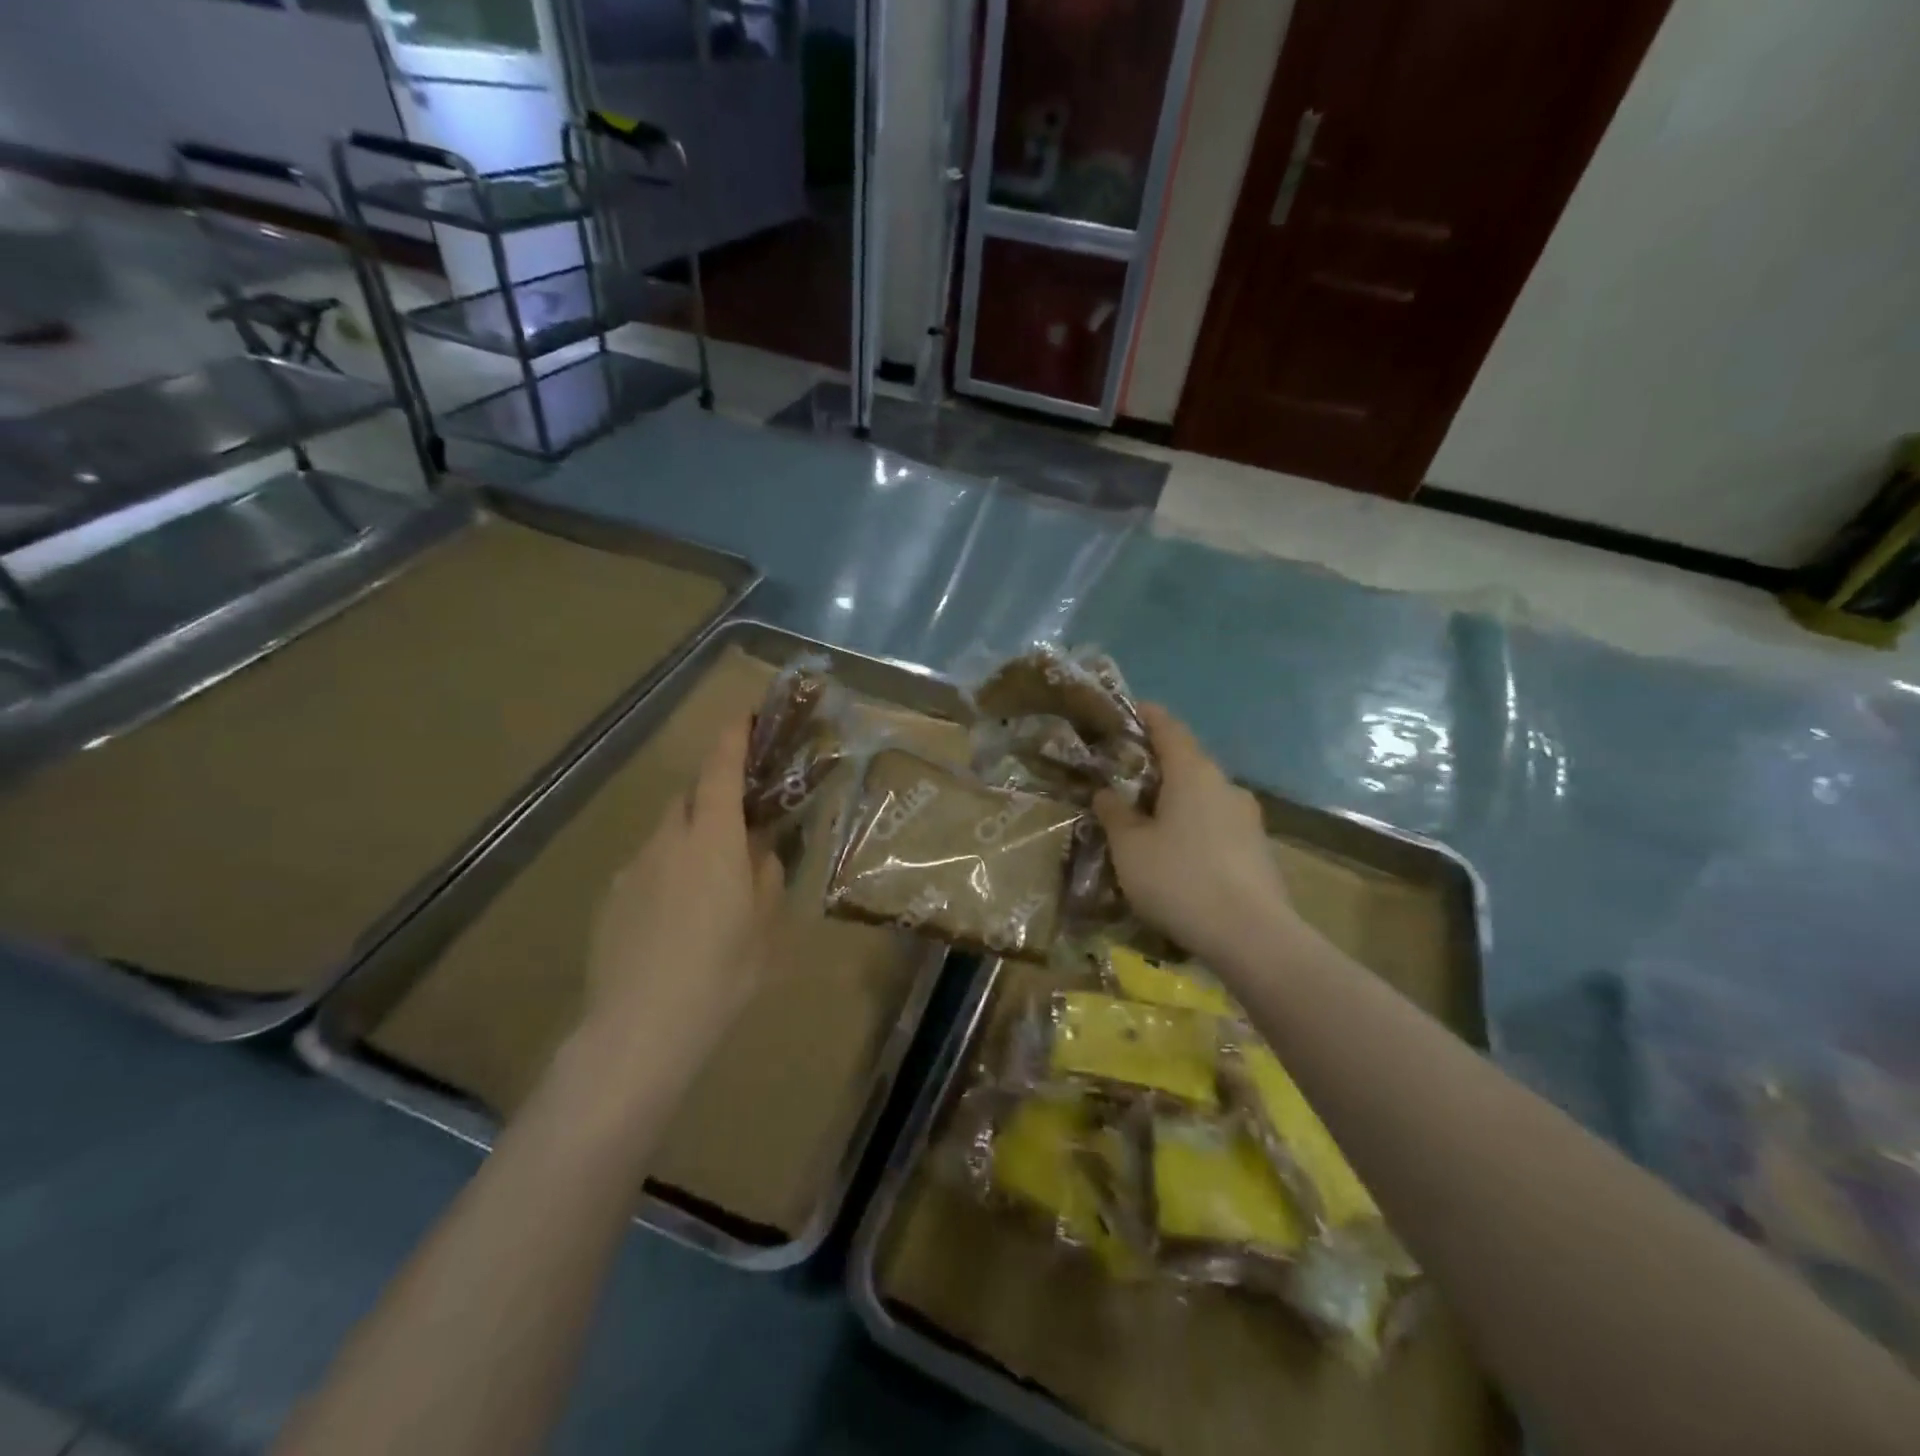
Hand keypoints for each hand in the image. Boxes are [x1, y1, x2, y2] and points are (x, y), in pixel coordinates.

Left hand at [579, 715, 785, 1078]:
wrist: (640, 1029)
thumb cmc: (721, 973)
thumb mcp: (766, 925)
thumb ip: (766, 875)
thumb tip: (760, 850)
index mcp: (713, 839)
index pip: (719, 770)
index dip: (732, 738)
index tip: (743, 716)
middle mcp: (667, 840)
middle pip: (688, 797)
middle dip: (712, 795)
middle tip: (738, 823)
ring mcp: (633, 868)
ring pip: (666, 833)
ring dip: (690, 838)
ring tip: (709, 884)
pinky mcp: (611, 898)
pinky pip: (647, 866)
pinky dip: (667, 871)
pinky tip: (676, 917)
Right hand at [1093, 704, 1301, 969]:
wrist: (1252, 936)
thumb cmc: (1179, 879)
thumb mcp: (1129, 847)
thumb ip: (1114, 813)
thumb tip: (1106, 792)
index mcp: (1193, 773)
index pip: (1169, 728)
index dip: (1148, 716)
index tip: (1131, 710)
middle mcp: (1225, 785)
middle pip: (1188, 763)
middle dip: (1158, 765)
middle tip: (1126, 777)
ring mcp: (1247, 817)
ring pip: (1204, 796)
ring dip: (1177, 800)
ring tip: (1149, 821)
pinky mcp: (1258, 848)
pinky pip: (1217, 825)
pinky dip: (1195, 827)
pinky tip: (1179, 855)